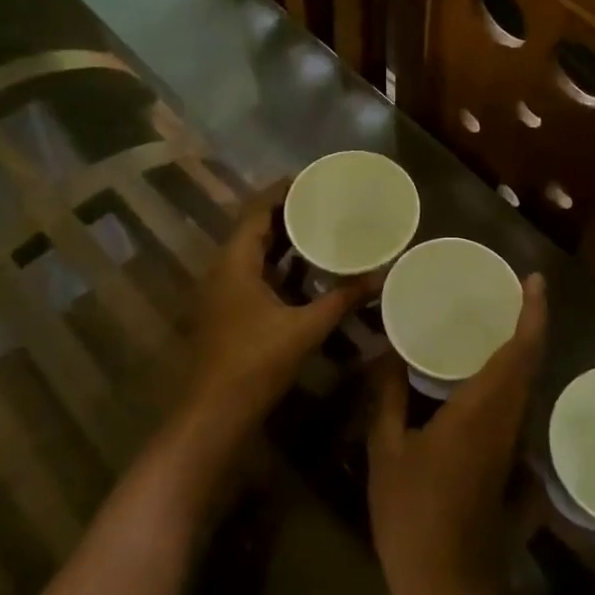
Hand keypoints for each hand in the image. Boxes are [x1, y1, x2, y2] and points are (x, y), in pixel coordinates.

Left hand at [183, 180, 378, 441]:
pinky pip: (255, 275)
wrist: (213, 415)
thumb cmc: (255, 364)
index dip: (282, 190)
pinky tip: (308, 274)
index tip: (314, 179)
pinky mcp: (229, 312)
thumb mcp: (305, 329)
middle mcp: (224, 269)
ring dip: (284, 242)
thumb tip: (382, 276)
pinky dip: (280, 268)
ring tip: (322, 230)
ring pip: (254, 254)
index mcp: (235, 262)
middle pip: (254, 228)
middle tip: (326, 203)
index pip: (256, 209)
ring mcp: (223, 292)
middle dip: (287, 214)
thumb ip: (342, 299)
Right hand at [367, 273, 546, 594]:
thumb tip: (386, 353)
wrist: (450, 593)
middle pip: (530, 363)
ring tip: (493, 322)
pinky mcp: (508, 465)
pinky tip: (479, 376)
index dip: (532, 313)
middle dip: (528, 323)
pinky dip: (508, 379)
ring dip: (520, 350)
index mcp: (482, 411)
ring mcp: (512, 447)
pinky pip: (514, 407)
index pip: (520, 351)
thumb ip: (387, 398)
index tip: (534, 281)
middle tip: (508, 292)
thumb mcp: (386, 453)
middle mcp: (507, 422)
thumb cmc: (412, 517)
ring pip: (526, 386)